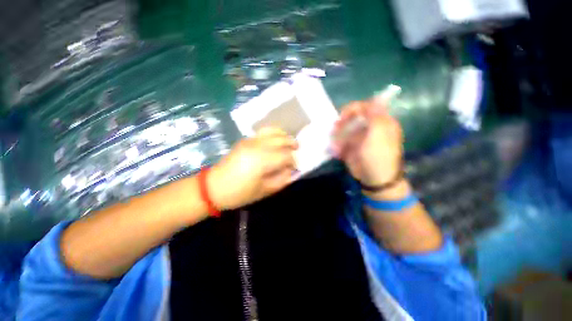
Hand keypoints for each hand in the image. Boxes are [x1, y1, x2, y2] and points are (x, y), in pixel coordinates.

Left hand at [208, 128, 297, 209]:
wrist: (213, 187)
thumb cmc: (240, 193)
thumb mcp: (265, 190)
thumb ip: (282, 179)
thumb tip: (291, 169)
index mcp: (262, 160)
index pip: (286, 156)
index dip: (293, 161)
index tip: (294, 167)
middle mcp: (258, 146)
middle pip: (281, 139)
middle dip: (292, 144)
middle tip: (297, 149)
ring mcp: (250, 141)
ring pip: (273, 131)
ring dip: (284, 135)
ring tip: (289, 141)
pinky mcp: (245, 140)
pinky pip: (263, 132)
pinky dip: (273, 133)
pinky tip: (276, 139)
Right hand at [331, 98, 403, 189]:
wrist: (374, 179)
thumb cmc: (378, 157)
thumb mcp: (379, 136)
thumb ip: (376, 117)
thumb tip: (378, 98)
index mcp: (380, 122)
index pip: (366, 107)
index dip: (353, 109)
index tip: (343, 117)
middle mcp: (369, 128)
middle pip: (352, 118)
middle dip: (342, 123)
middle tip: (336, 131)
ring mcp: (359, 138)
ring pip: (344, 130)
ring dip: (337, 136)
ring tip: (336, 145)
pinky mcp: (351, 147)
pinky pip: (341, 141)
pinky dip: (337, 146)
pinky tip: (337, 152)